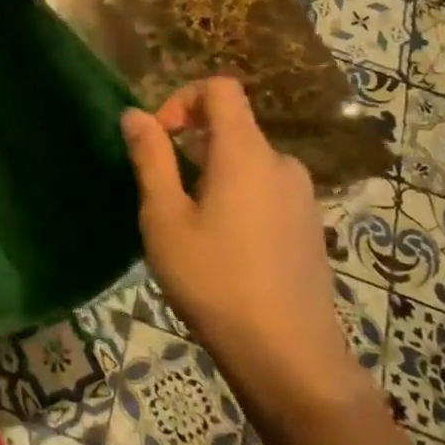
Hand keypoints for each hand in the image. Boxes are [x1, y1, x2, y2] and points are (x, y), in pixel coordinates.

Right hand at [121, 78, 369, 416]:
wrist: (288, 355)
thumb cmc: (214, 279)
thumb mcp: (165, 217)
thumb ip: (150, 158)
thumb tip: (134, 114)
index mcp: (245, 152)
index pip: (220, 89)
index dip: (182, 98)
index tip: (159, 138)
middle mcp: (281, 163)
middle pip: (232, 127)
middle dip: (190, 145)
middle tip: (162, 193)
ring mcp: (302, 196)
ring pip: (246, 163)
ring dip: (212, 175)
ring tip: (189, 226)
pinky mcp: (310, 226)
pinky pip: (265, 190)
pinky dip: (237, 197)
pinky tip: (223, 247)